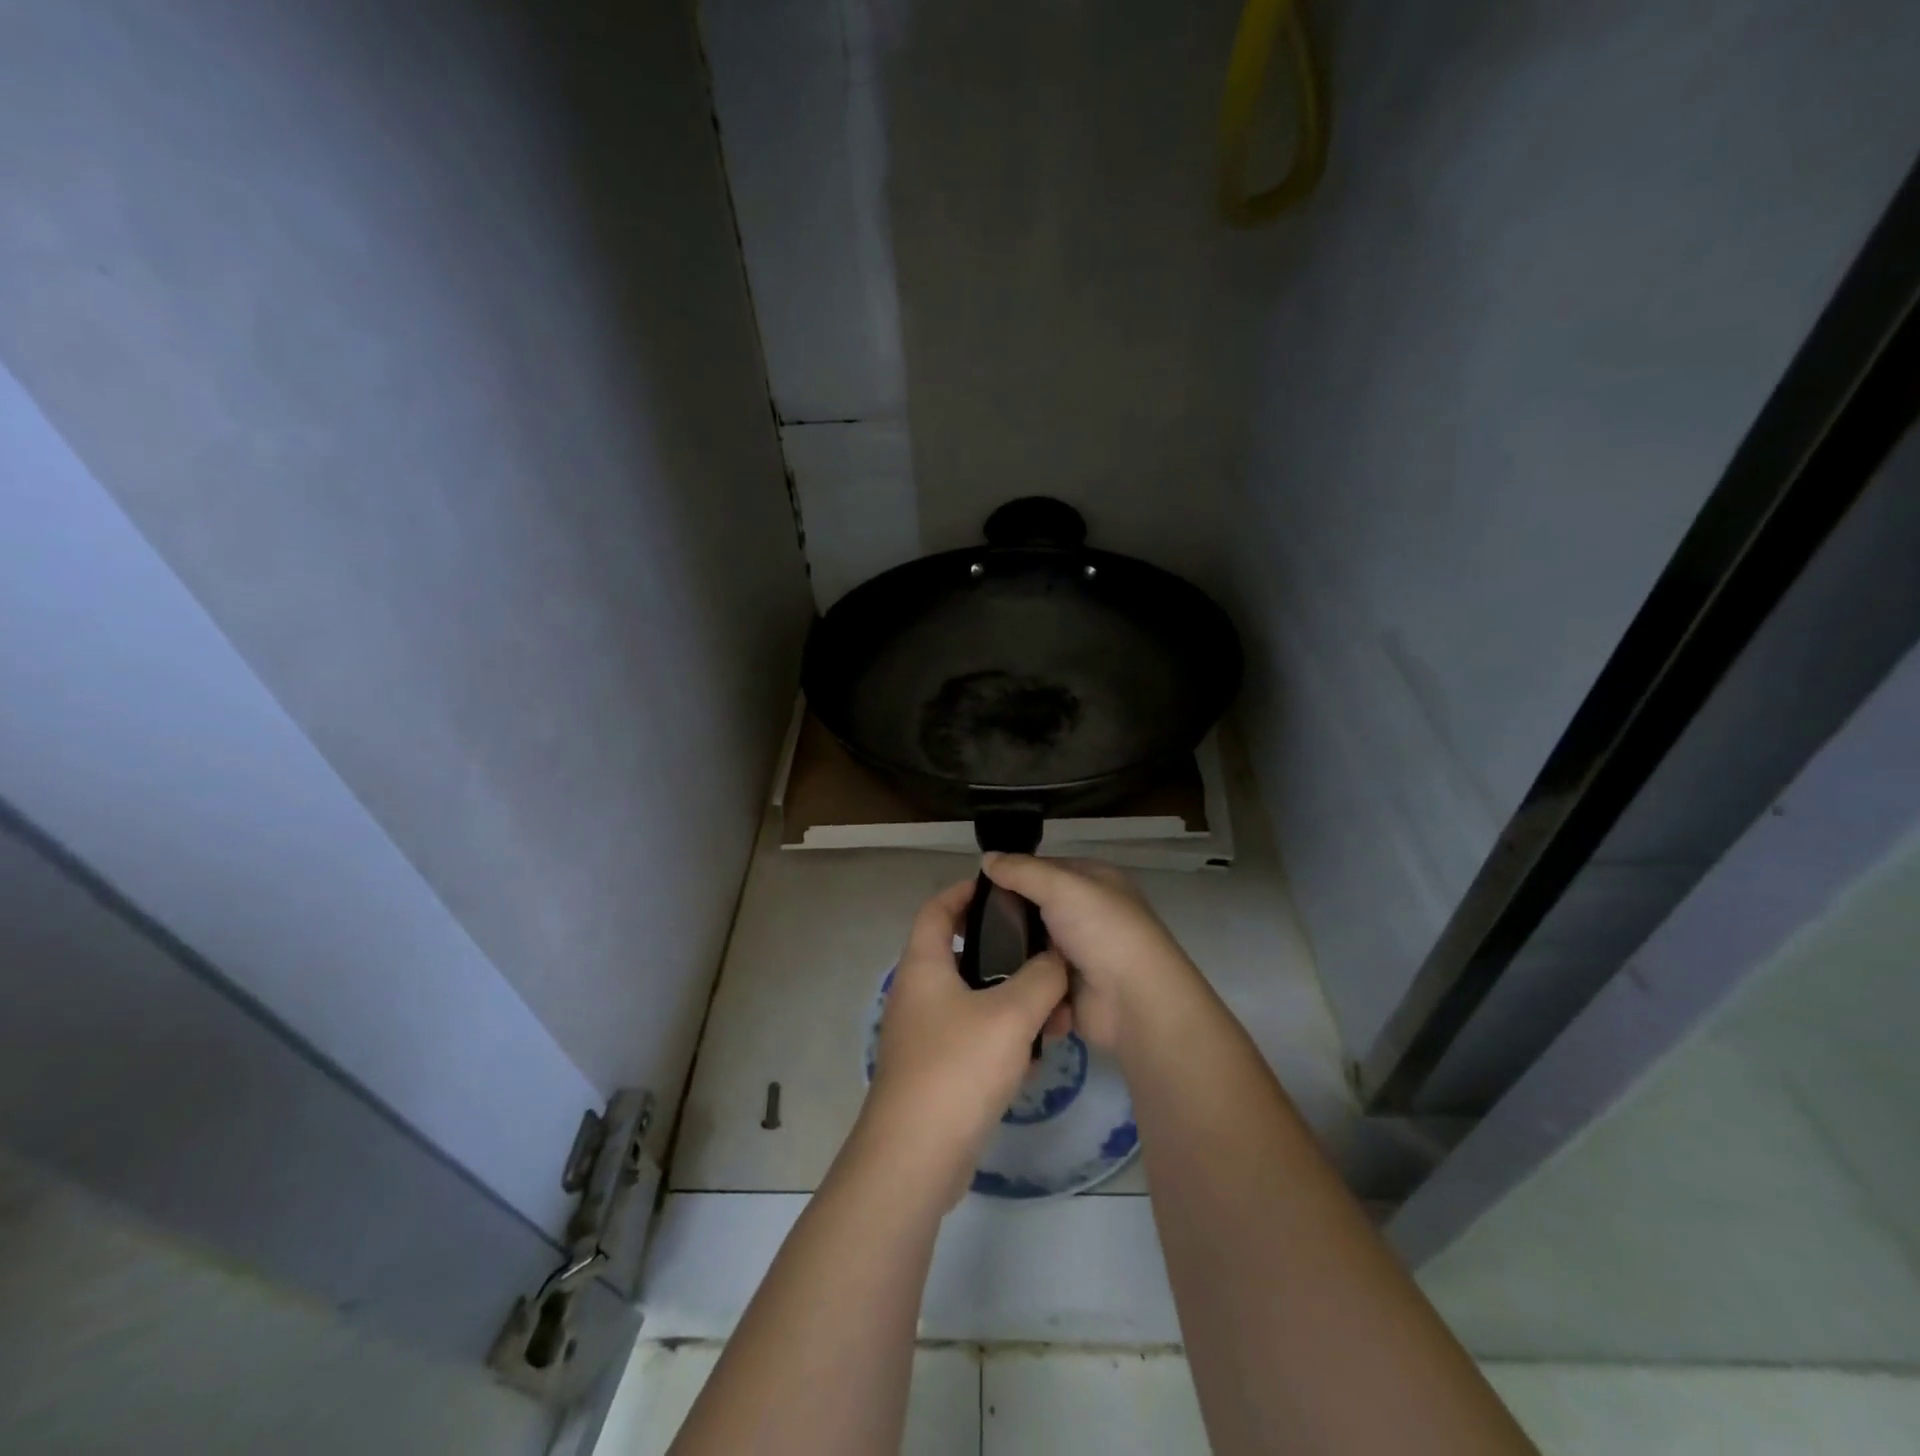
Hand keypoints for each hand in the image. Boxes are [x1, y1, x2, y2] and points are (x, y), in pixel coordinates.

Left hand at [865, 879, 1069, 1201]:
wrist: (915, 1157)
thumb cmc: (958, 1068)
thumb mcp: (1011, 1014)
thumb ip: (1041, 978)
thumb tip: (1057, 960)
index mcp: (923, 965)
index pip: (937, 908)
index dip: (965, 891)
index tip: (1003, 889)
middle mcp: (917, 993)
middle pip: (960, 953)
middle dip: (1004, 951)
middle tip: (1043, 952)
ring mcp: (924, 1033)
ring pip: (973, 999)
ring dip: (1011, 1000)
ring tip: (1054, 1010)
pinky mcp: (936, 1069)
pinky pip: (974, 1035)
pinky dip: (1003, 1035)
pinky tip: (1036, 1054)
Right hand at [980, 854, 1196, 1051]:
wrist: (1134, 1002)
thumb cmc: (1102, 931)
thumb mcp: (1061, 887)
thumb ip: (1022, 871)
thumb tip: (987, 857)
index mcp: (1093, 882)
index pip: (1044, 870)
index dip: (1013, 874)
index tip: (975, 886)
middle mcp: (1087, 914)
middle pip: (1035, 909)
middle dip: (1006, 917)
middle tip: (967, 923)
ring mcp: (1078, 954)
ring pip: (1031, 947)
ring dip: (1009, 952)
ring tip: (971, 954)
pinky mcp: (1069, 990)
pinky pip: (1034, 980)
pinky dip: (1019, 982)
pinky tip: (988, 981)